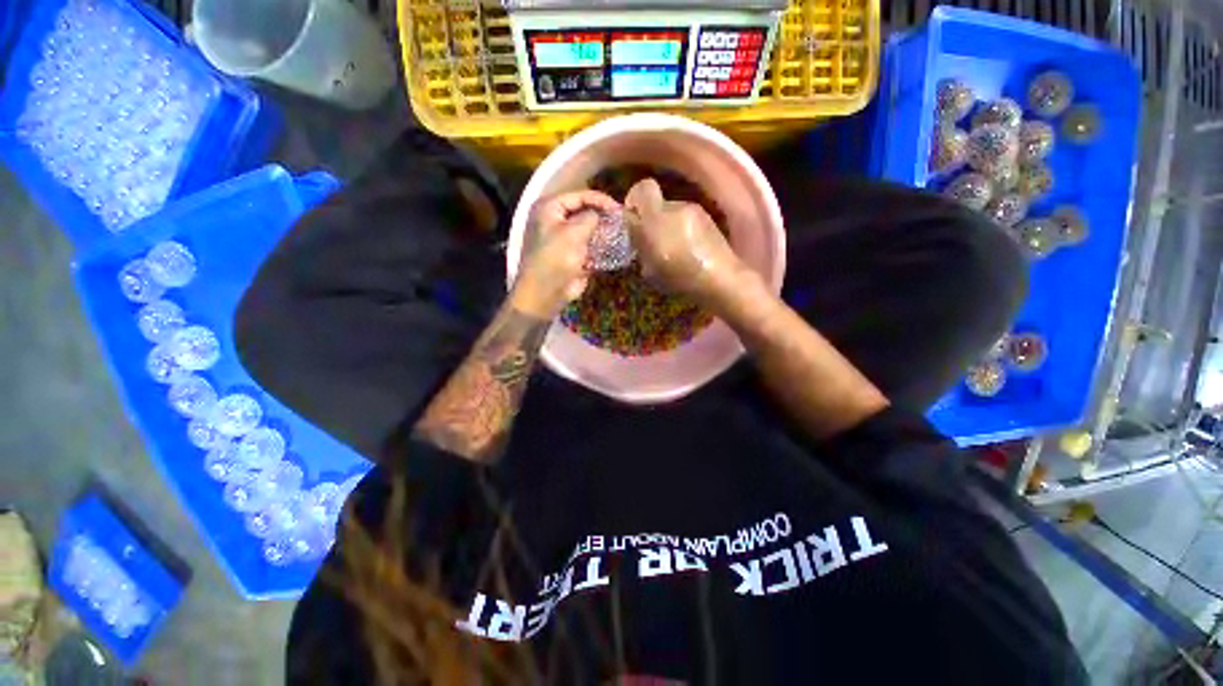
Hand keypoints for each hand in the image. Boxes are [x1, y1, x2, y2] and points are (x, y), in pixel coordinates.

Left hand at [512, 190, 619, 318]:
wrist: (546, 292)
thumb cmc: (555, 258)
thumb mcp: (574, 233)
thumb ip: (590, 217)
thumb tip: (603, 213)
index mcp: (549, 208)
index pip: (578, 196)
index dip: (599, 200)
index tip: (618, 208)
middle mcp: (555, 220)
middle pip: (583, 211)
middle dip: (602, 215)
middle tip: (622, 219)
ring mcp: (564, 239)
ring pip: (588, 229)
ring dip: (603, 231)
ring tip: (621, 232)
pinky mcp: (572, 255)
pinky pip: (589, 246)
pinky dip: (600, 246)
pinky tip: (614, 246)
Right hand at [623, 178, 744, 304]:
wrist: (720, 279)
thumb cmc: (680, 278)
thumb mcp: (650, 269)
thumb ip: (640, 246)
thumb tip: (636, 233)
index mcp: (657, 218)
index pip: (643, 189)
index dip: (635, 200)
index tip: (634, 220)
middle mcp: (677, 207)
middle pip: (658, 206)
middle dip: (653, 222)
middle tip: (654, 245)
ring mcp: (695, 212)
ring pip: (674, 215)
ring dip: (669, 229)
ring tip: (674, 253)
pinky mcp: (709, 220)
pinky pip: (688, 222)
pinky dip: (684, 233)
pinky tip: (689, 253)